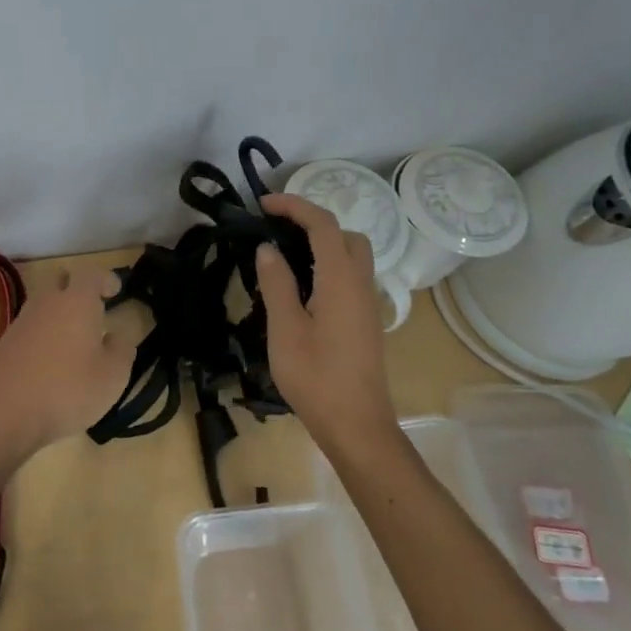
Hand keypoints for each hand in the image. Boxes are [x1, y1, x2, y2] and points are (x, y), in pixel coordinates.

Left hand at [0, 266, 140, 452]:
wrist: (5, 413)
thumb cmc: (68, 390)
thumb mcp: (112, 376)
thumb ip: (122, 350)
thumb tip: (118, 335)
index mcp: (77, 301)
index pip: (92, 274)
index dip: (106, 279)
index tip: (115, 290)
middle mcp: (48, 302)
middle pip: (61, 280)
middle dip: (77, 288)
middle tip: (93, 309)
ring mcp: (22, 320)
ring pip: (44, 303)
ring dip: (59, 312)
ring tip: (74, 338)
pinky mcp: (6, 342)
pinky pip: (30, 326)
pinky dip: (43, 333)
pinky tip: (51, 359)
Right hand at [253, 194, 396, 447]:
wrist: (357, 426)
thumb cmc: (316, 377)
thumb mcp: (285, 329)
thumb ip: (276, 283)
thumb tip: (268, 248)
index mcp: (341, 279)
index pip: (323, 224)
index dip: (294, 206)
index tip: (263, 204)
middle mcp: (361, 283)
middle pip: (344, 234)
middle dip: (312, 221)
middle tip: (277, 229)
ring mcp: (367, 303)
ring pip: (352, 255)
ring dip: (322, 243)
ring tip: (285, 256)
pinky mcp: (366, 321)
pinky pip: (350, 276)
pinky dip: (328, 264)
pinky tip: (302, 287)